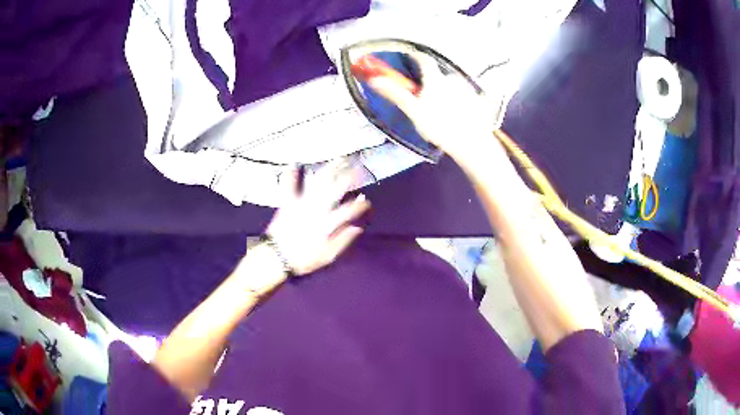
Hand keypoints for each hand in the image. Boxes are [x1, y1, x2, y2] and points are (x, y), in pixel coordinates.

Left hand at [265, 160, 370, 275]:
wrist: (276, 257)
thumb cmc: (303, 259)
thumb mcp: (327, 256)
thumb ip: (343, 241)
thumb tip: (358, 228)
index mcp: (328, 223)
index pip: (350, 210)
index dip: (361, 205)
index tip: (367, 201)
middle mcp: (317, 209)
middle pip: (337, 188)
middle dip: (349, 176)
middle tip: (358, 168)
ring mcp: (302, 203)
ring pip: (318, 182)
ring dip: (330, 169)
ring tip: (339, 159)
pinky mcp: (288, 202)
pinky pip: (290, 185)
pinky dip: (292, 174)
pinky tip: (295, 163)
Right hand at [365, 54, 505, 165]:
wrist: (471, 143)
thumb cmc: (439, 126)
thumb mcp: (414, 111)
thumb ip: (396, 94)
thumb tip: (375, 80)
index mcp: (435, 79)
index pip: (423, 60)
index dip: (415, 57)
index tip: (410, 59)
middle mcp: (452, 78)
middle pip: (437, 76)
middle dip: (431, 84)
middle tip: (426, 100)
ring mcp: (467, 89)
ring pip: (451, 87)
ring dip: (445, 94)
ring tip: (443, 113)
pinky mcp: (478, 100)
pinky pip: (464, 97)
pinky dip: (459, 103)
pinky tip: (457, 117)